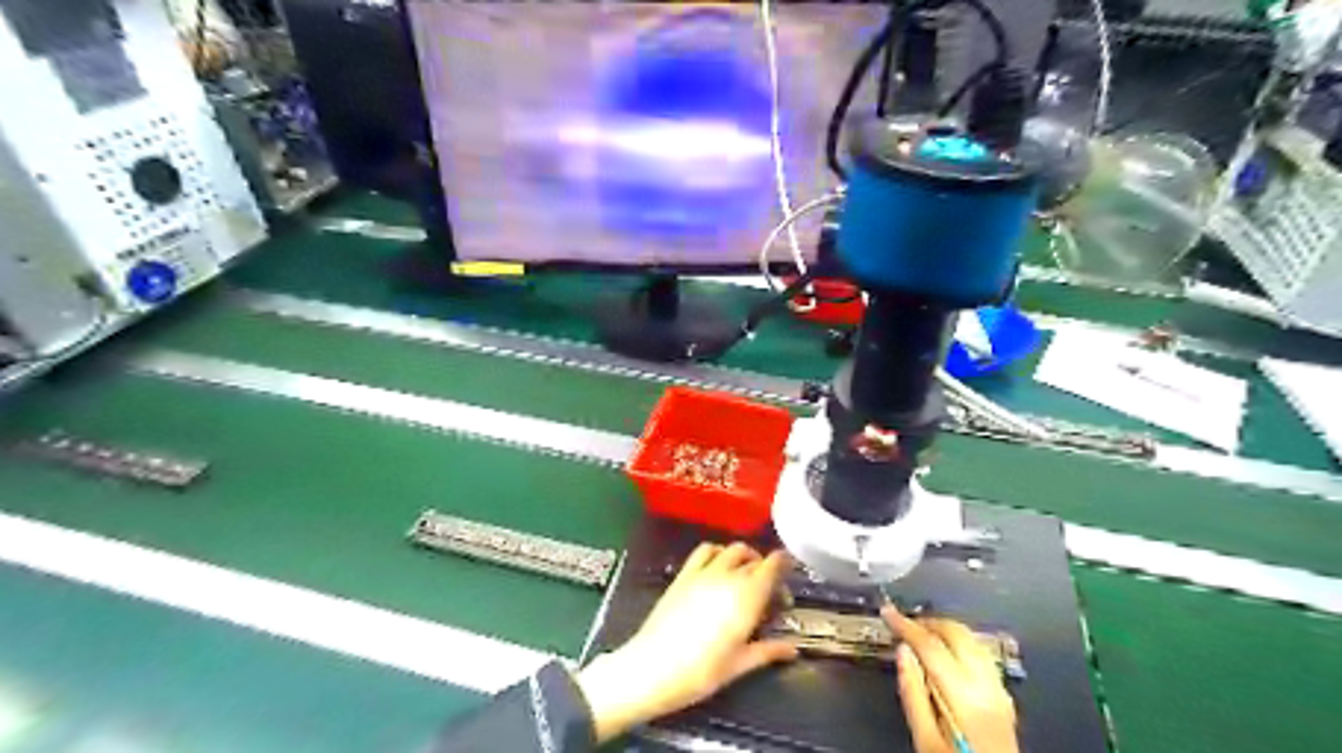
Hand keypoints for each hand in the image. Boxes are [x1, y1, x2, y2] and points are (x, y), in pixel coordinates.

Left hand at [576, 544, 793, 742]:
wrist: (652, 668)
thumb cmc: (701, 672)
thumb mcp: (739, 665)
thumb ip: (768, 651)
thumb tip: (792, 649)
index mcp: (748, 597)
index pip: (773, 565)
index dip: (784, 563)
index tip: (789, 573)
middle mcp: (729, 577)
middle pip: (755, 559)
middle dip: (766, 570)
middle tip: (768, 592)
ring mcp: (705, 572)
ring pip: (732, 549)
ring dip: (744, 557)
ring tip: (745, 574)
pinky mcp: (685, 574)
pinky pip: (705, 550)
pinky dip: (718, 551)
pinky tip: (718, 566)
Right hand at [888, 605, 1022, 752]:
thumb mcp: (925, 739)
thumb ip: (912, 693)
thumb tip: (903, 652)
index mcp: (965, 697)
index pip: (931, 645)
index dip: (905, 625)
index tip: (887, 612)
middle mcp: (987, 687)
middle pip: (957, 634)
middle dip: (928, 622)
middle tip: (904, 624)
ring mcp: (1000, 692)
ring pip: (972, 640)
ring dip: (945, 631)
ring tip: (922, 635)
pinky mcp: (1005, 699)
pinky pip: (982, 656)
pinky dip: (961, 644)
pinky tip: (947, 654)